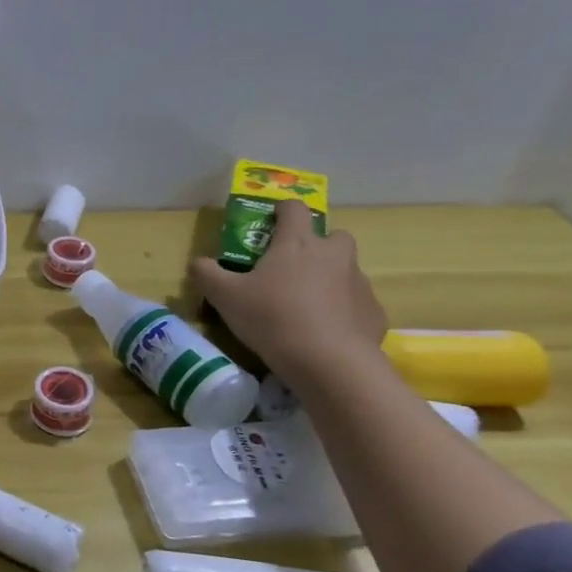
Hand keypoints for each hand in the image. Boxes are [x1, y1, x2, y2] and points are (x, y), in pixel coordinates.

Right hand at [192, 198, 386, 384]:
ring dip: (330, 278)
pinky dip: (343, 309)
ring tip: (307, 304)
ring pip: (346, 269)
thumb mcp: (224, 296)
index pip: (294, 209)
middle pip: (332, 236)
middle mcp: (334, 254)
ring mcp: (359, 282)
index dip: (282, 210)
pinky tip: (325, 331)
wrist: (329, 362)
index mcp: (297, 243)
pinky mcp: (374, 311)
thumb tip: (197, 262)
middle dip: (316, 245)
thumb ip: (206, 273)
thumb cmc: (272, 318)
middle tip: (293, 267)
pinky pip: (356, 302)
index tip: (272, 221)